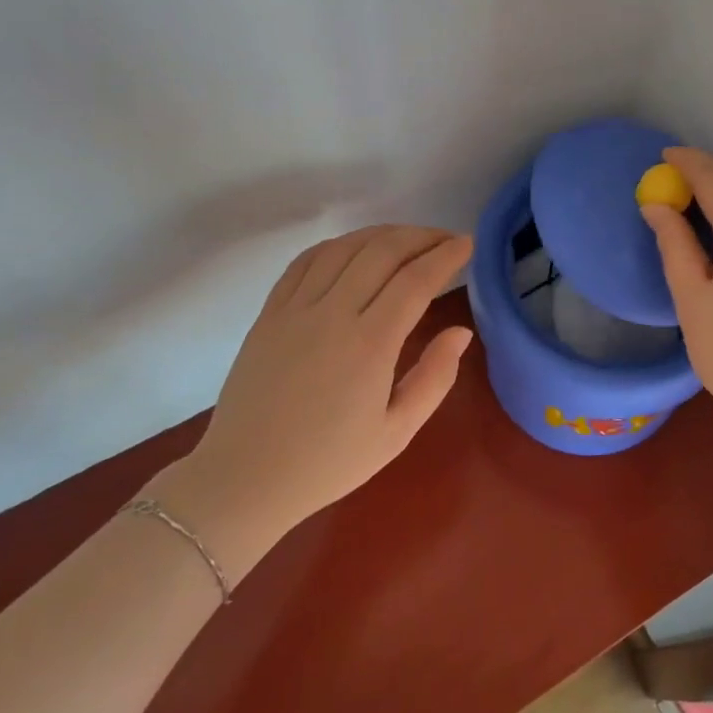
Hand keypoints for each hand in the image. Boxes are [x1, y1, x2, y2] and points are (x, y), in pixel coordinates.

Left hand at [151, 226, 474, 577]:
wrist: (245, 478)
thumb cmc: (328, 463)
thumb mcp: (396, 433)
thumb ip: (434, 378)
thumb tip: (460, 332)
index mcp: (370, 345)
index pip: (416, 280)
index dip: (446, 255)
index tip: (467, 244)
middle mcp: (332, 314)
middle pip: (382, 252)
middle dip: (421, 236)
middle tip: (445, 239)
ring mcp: (295, 309)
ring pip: (344, 248)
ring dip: (382, 234)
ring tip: (407, 240)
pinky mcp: (269, 313)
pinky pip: (305, 261)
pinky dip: (337, 245)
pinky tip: (354, 249)